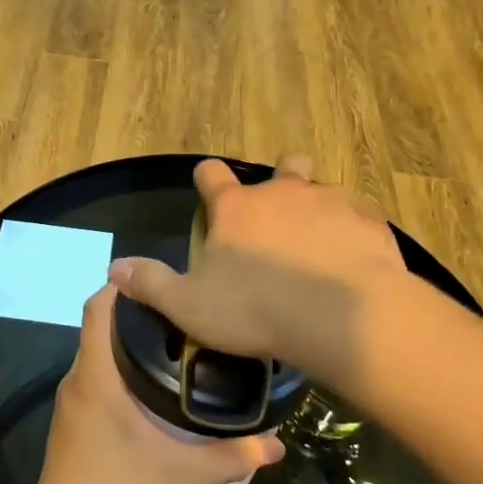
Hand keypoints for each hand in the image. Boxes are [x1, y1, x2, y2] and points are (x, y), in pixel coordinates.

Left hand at [25, 284, 283, 483]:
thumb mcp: (180, 476)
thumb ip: (229, 457)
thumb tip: (277, 444)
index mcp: (95, 375)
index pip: (97, 308)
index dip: (122, 286)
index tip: (159, 280)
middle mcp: (77, 380)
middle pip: (100, 327)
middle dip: (137, 314)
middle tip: (185, 312)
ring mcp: (71, 403)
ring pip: (97, 355)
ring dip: (128, 344)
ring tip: (177, 343)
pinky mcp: (73, 424)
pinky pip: (95, 378)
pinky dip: (119, 370)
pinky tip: (153, 388)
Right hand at [107, 155, 408, 388]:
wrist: (341, 318)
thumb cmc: (256, 310)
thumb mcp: (190, 306)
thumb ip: (151, 284)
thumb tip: (114, 268)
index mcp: (236, 208)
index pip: (211, 173)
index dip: (207, 180)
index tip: (207, 191)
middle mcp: (283, 192)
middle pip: (285, 165)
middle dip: (282, 178)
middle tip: (280, 213)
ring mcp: (330, 202)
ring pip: (324, 190)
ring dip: (319, 210)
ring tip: (320, 245)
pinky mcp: (368, 221)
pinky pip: (360, 217)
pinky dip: (353, 232)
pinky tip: (354, 261)